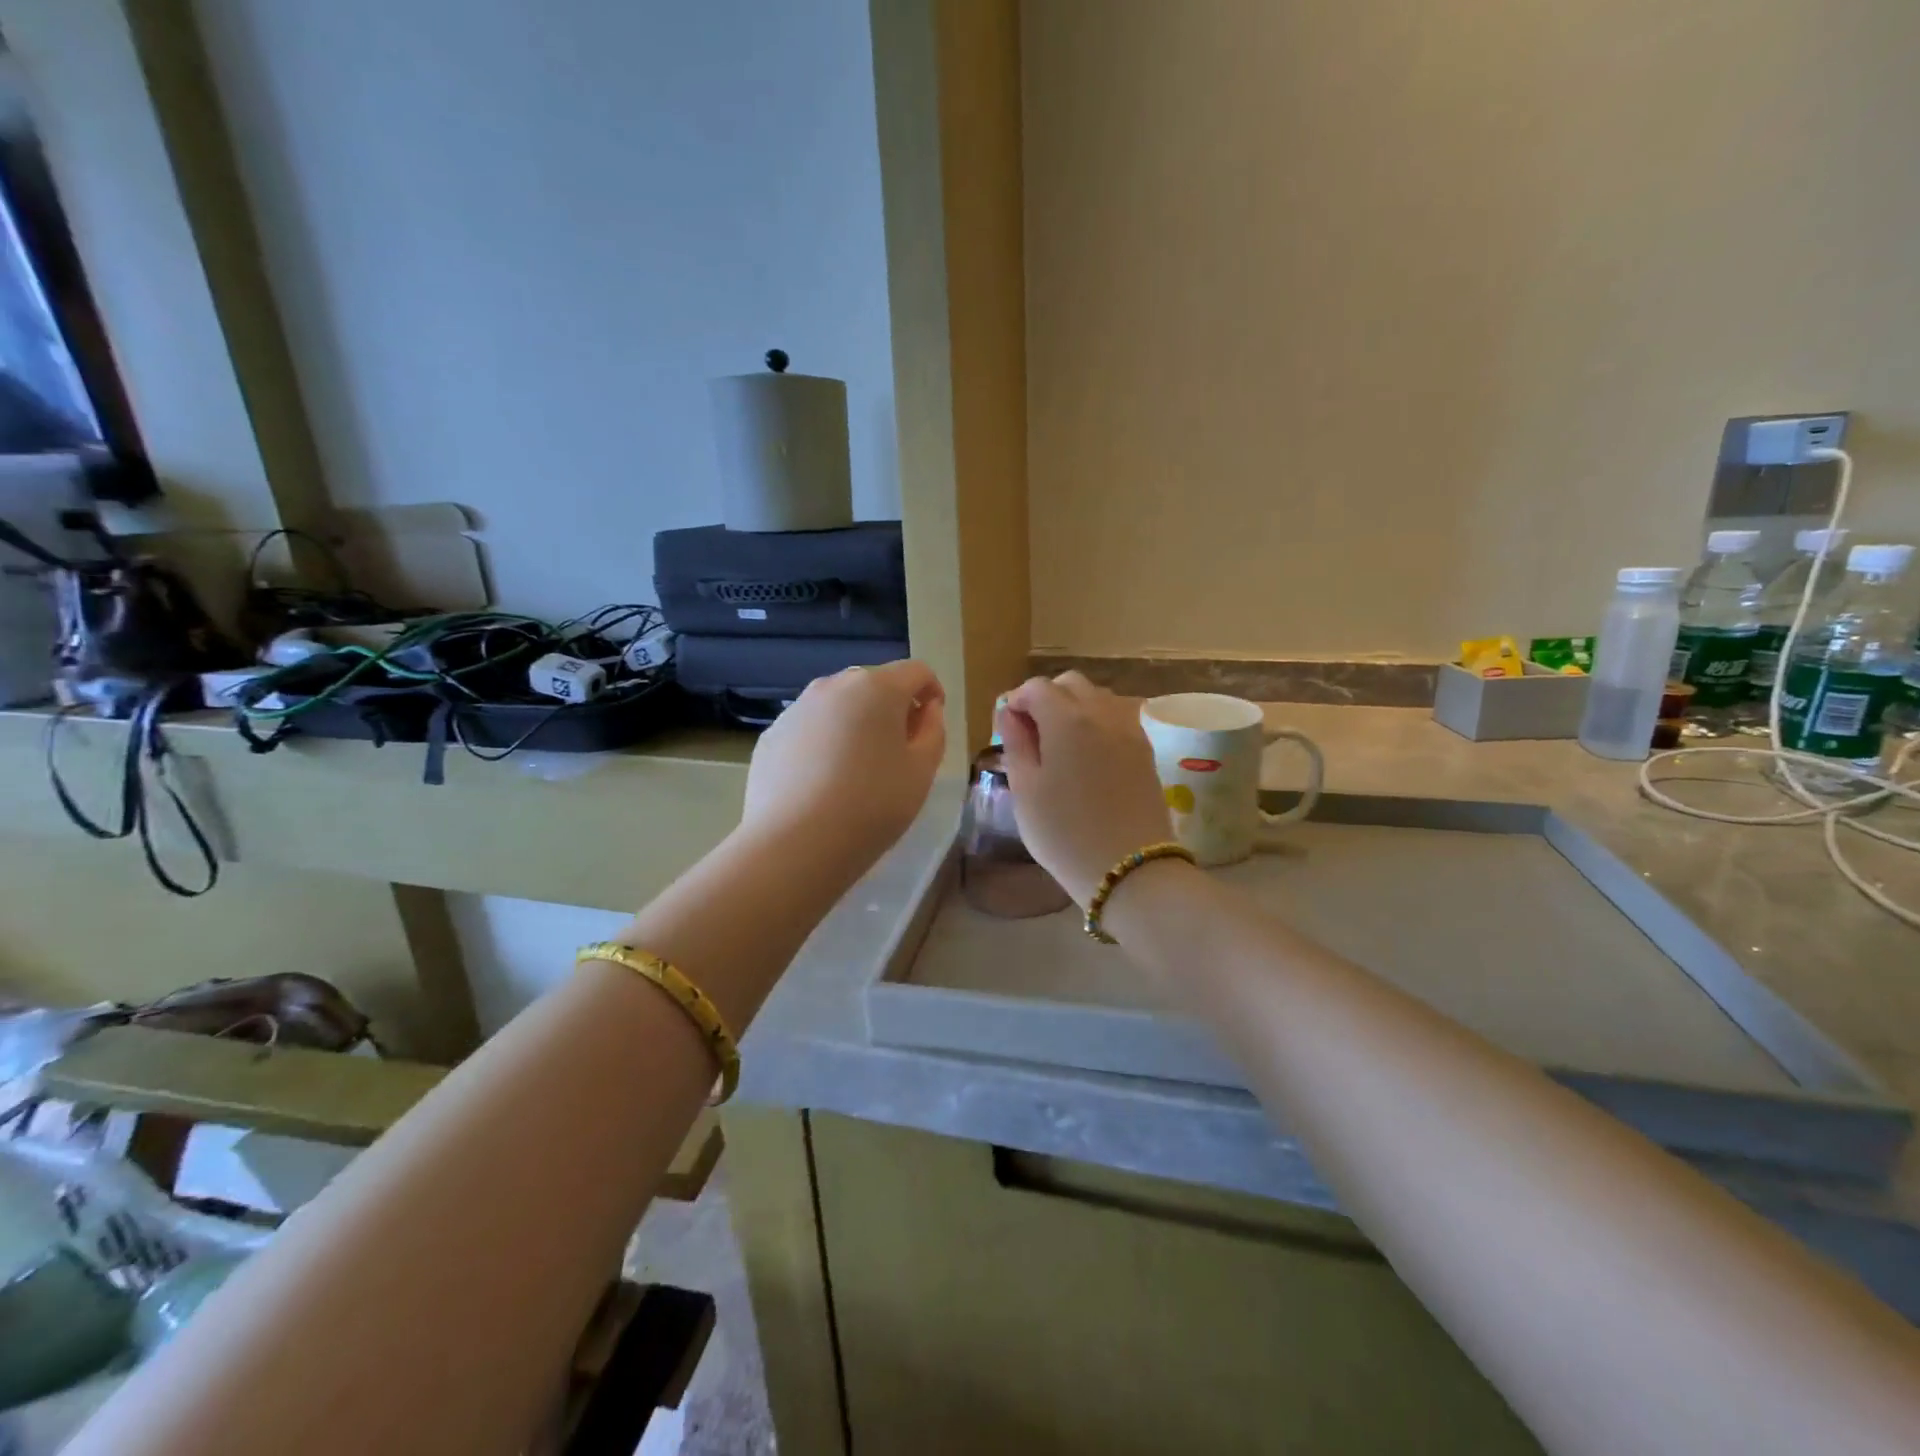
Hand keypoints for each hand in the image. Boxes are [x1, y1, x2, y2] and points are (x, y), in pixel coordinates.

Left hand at [742, 660, 947, 877]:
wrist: (795, 843)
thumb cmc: (872, 805)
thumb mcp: (921, 772)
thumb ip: (933, 732)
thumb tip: (927, 710)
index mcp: (878, 687)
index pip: (916, 671)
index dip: (932, 692)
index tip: (932, 722)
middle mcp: (834, 685)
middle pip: (874, 684)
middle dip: (892, 707)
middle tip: (899, 750)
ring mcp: (797, 708)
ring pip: (838, 705)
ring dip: (855, 723)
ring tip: (859, 768)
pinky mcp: (772, 735)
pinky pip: (810, 728)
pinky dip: (824, 742)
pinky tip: (823, 782)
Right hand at [997, 672, 1173, 904]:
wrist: (1130, 869)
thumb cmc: (1064, 832)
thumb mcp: (1025, 790)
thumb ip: (1016, 743)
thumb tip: (1009, 714)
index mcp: (1067, 719)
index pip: (1036, 687)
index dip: (1017, 701)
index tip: (1007, 728)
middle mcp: (1101, 713)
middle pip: (1071, 684)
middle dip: (1047, 698)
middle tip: (1033, 734)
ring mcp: (1129, 729)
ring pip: (1098, 698)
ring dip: (1075, 708)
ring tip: (1061, 745)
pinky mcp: (1146, 750)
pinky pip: (1117, 718)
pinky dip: (1098, 723)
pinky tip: (1088, 756)